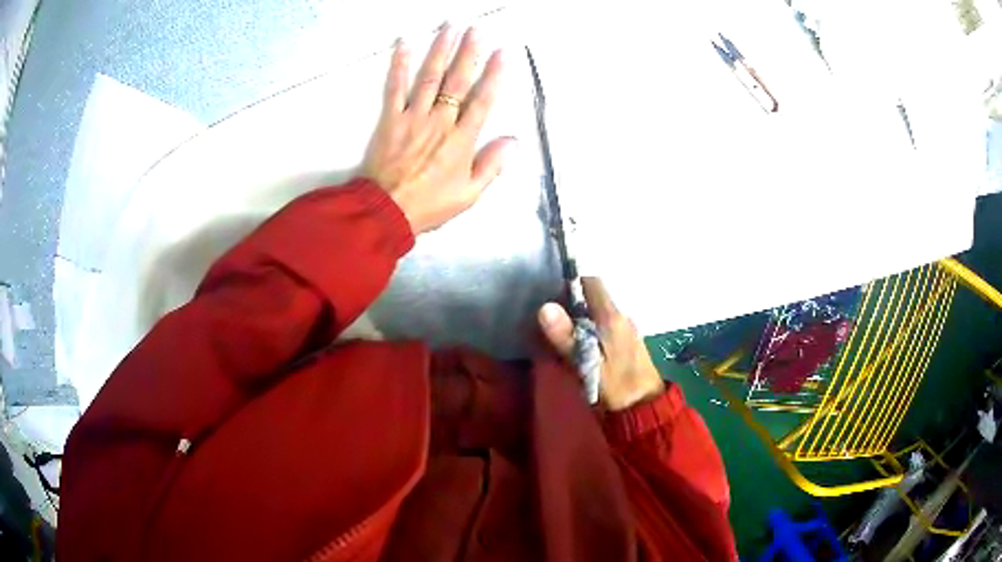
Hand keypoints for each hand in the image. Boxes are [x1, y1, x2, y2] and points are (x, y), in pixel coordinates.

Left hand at [362, 25, 515, 233]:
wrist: (385, 211)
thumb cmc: (430, 205)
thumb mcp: (469, 194)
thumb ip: (492, 165)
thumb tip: (513, 140)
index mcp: (461, 140)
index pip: (482, 100)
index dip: (494, 74)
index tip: (503, 53)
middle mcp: (440, 121)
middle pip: (457, 81)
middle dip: (469, 53)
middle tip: (477, 29)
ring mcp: (413, 117)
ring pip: (430, 77)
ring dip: (440, 50)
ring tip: (450, 27)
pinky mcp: (391, 119)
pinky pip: (395, 88)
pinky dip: (399, 65)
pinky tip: (405, 44)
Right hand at [538, 278, 664, 410]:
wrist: (645, 407)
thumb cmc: (616, 386)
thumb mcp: (586, 363)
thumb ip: (566, 336)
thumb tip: (544, 307)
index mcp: (612, 317)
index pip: (592, 282)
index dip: (570, 283)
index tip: (550, 293)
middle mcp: (621, 316)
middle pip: (593, 297)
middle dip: (571, 303)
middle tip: (548, 318)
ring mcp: (626, 329)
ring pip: (598, 312)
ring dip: (580, 318)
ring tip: (558, 333)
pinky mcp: (627, 342)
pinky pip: (604, 326)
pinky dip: (590, 330)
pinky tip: (578, 346)